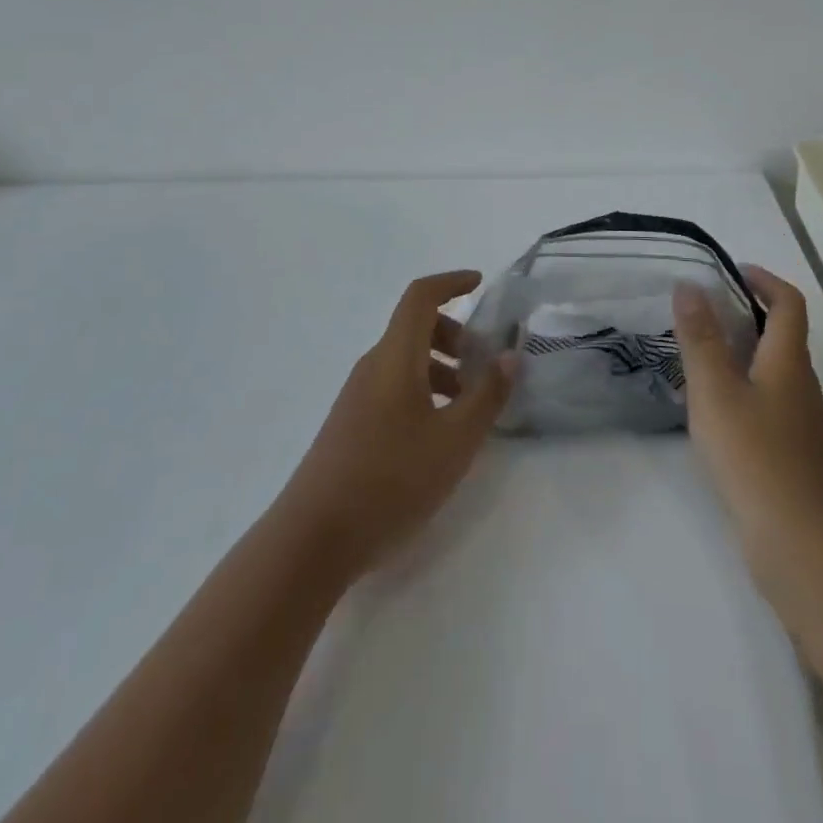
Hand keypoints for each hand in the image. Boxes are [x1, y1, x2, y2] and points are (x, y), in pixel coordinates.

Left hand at [276, 271, 517, 580]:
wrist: (312, 540)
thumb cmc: (391, 480)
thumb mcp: (455, 440)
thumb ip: (487, 394)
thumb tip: (509, 355)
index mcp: (395, 357)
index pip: (420, 296)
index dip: (451, 282)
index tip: (481, 284)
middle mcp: (373, 366)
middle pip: (415, 328)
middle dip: (455, 335)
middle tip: (484, 367)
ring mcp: (357, 397)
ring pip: (406, 361)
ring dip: (442, 368)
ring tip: (469, 407)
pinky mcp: (351, 425)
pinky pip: (394, 387)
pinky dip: (424, 390)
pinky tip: (439, 434)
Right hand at [674, 266, 822, 594]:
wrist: (796, 541)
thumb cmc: (753, 455)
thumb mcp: (715, 390)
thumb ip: (700, 337)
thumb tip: (689, 285)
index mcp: (788, 360)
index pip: (789, 302)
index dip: (764, 280)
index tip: (730, 271)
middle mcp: (800, 382)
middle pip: (782, 332)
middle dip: (747, 310)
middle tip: (702, 309)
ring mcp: (799, 418)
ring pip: (773, 366)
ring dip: (742, 347)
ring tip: (699, 349)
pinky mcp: (790, 447)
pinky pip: (767, 396)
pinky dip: (742, 381)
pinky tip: (712, 402)